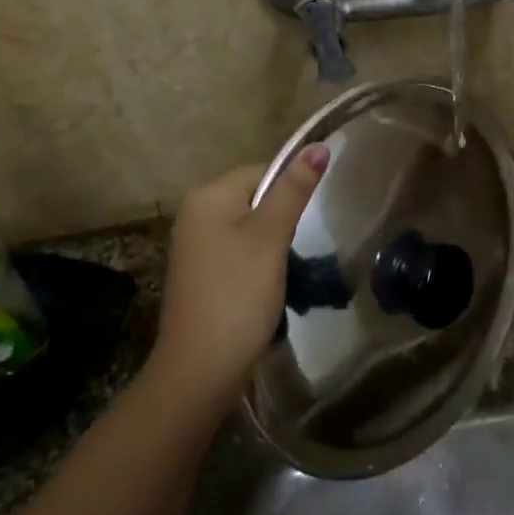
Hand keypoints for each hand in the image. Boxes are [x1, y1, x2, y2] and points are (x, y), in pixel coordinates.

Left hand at [151, 146, 328, 409]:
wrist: (200, 370)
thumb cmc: (238, 295)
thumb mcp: (271, 237)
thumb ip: (294, 190)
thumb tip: (319, 145)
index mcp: (208, 196)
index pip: (263, 170)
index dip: (292, 190)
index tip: (312, 219)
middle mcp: (195, 213)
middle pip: (255, 197)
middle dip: (283, 217)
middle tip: (304, 244)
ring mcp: (194, 244)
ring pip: (249, 226)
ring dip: (273, 242)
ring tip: (290, 266)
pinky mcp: (200, 272)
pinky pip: (238, 250)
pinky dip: (258, 261)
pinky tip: (269, 284)